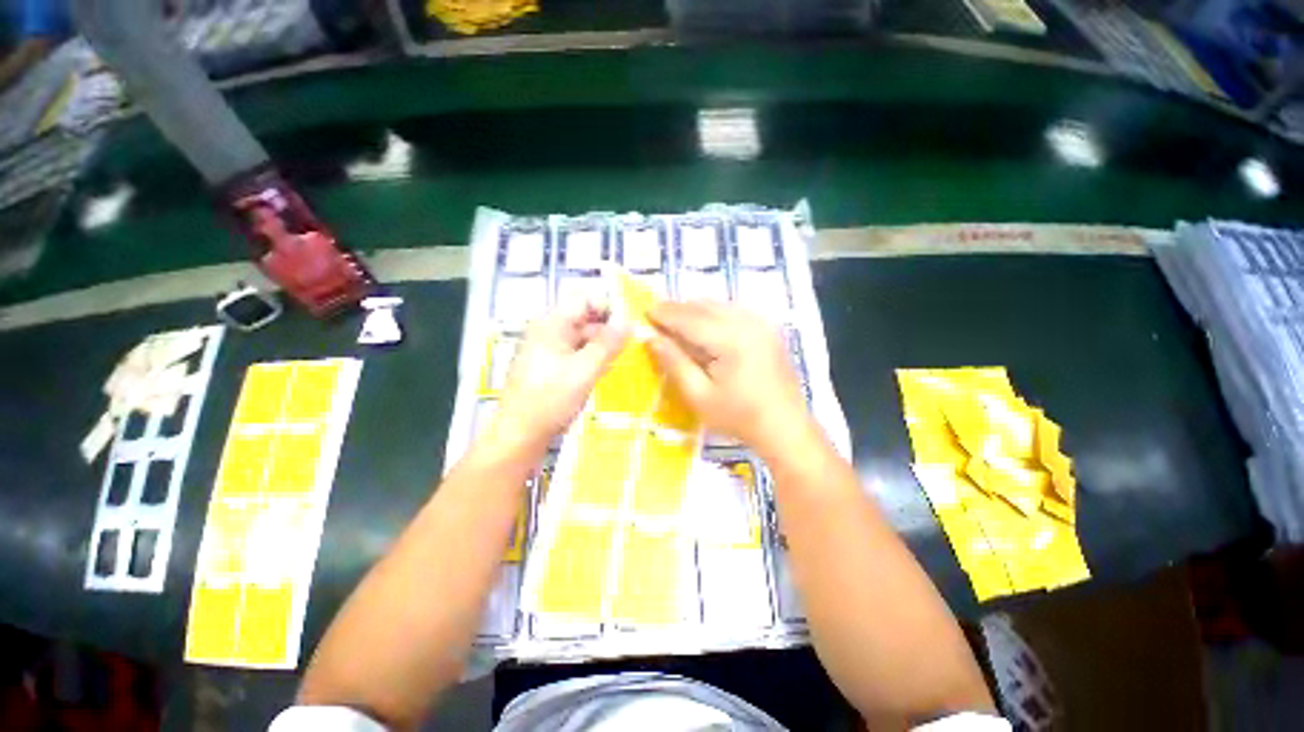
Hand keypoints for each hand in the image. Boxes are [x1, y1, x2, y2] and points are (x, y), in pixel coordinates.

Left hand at [492, 299, 629, 449]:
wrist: (518, 436)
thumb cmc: (550, 400)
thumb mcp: (585, 370)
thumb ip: (608, 344)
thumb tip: (629, 321)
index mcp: (550, 324)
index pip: (583, 299)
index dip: (607, 308)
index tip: (627, 327)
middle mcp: (546, 330)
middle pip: (582, 317)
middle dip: (606, 329)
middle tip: (628, 347)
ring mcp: (545, 349)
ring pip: (580, 336)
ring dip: (600, 345)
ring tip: (618, 361)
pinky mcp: (548, 365)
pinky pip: (574, 352)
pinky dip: (589, 357)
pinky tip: (601, 372)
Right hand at [648, 301, 813, 457]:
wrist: (785, 427)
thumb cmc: (739, 417)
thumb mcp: (699, 396)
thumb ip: (675, 363)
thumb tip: (652, 339)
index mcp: (730, 339)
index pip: (689, 318)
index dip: (665, 314)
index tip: (645, 311)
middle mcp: (747, 322)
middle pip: (704, 306)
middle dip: (678, 309)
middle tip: (657, 317)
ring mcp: (761, 323)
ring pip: (719, 305)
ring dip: (695, 310)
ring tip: (676, 322)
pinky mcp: (768, 328)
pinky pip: (734, 311)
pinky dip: (713, 314)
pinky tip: (704, 328)